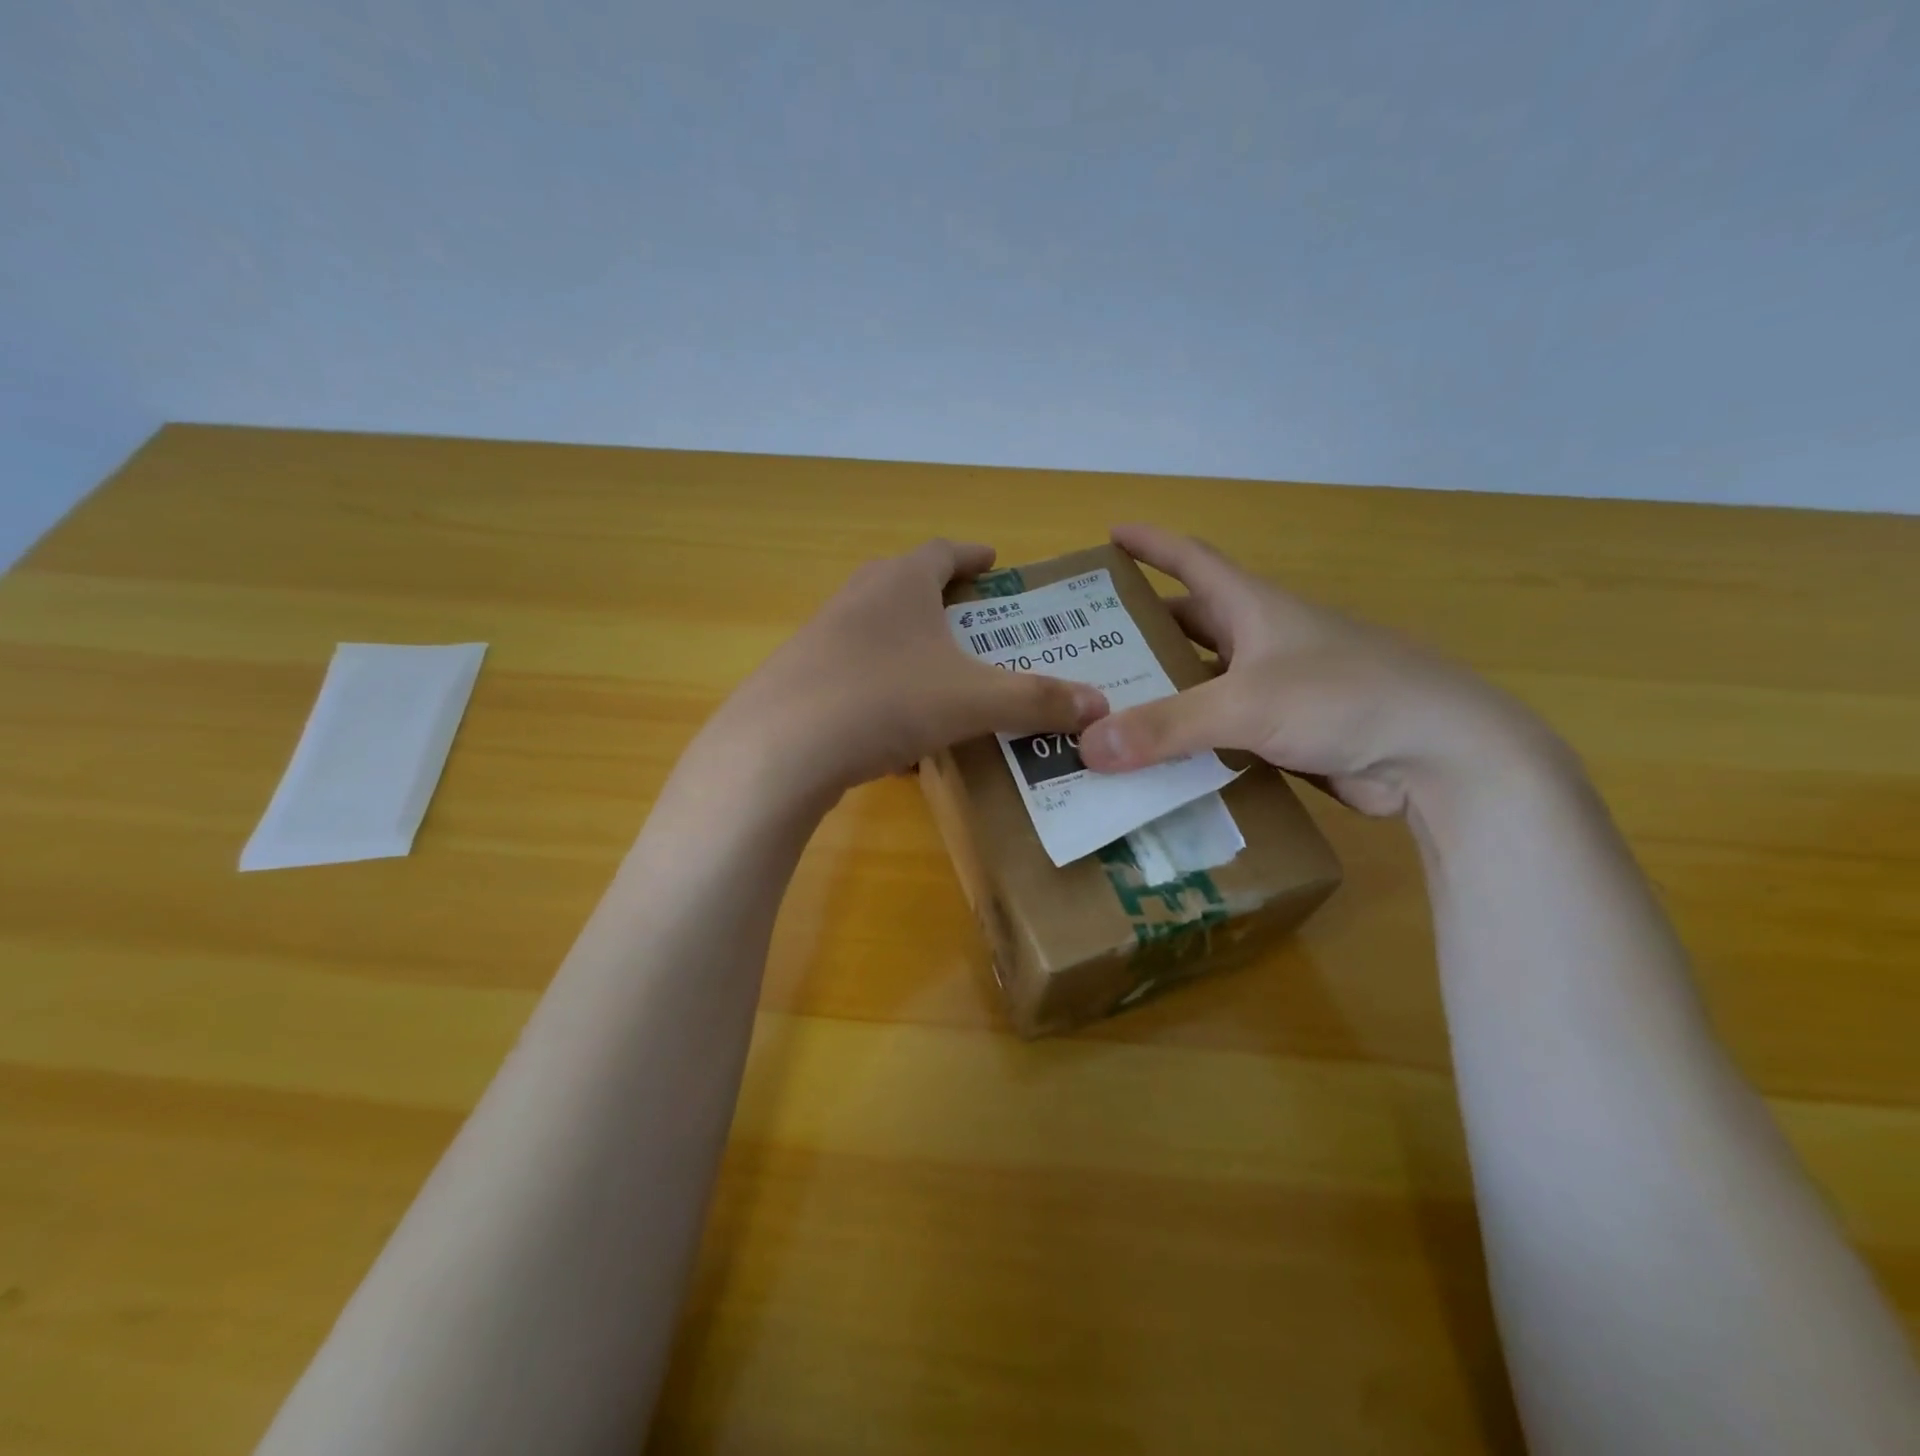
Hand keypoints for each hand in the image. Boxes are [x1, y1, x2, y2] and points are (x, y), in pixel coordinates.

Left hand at [708, 539, 1109, 801]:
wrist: (779, 751)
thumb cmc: (885, 702)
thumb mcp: (973, 701)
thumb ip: (1037, 701)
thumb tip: (1101, 704)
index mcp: (900, 583)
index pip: (942, 551)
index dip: (972, 555)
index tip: (994, 561)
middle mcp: (857, 599)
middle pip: (904, 584)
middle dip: (941, 599)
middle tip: (975, 620)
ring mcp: (821, 640)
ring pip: (877, 633)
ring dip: (909, 647)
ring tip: (942, 676)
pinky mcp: (801, 681)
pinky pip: (856, 676)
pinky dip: (884, 691)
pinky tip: (900, 732)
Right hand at [1076, 524, 1561, 816]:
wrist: (1440, 755)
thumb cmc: (1345, 698)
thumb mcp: (1246, 704)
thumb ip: (1165, 725)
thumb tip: (1086, 746)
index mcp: (1253, 608)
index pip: (1192, 560)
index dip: (1151, 544)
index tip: (1110, 535)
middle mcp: (1261, 641)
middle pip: (1189, 623)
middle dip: (1141, 630)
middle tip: (1086, 647)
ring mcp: (1276, 688)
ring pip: (1203, 681)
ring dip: (1162, 691)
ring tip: (1107, 706)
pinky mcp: (1286, 734)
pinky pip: (1220, 730)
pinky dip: (1188, 740)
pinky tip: (1154, 758)